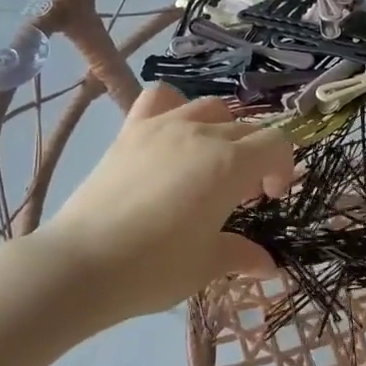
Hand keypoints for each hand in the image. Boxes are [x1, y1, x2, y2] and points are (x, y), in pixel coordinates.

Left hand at [44, 86, 293, 318]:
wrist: (82, 264)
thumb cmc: (154, 268)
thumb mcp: (206, 265)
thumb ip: (241, 255)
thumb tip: (267, 263)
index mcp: (230, 164)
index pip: (276, 143)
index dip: (282, 167)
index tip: (267, 199)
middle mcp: (202, 133)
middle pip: (246, 128)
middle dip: (253, 157)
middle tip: (238, 196)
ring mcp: (164, 125)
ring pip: (209, 107)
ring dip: (222, 129)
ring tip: (208, 160)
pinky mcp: (131, 129)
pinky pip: (160, 97)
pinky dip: (174, 106)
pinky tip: (170, 133)